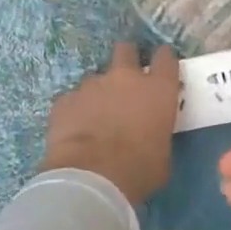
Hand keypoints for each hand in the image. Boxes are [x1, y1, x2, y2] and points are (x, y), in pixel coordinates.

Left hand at [40, 43, 180, 205]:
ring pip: (96, 79)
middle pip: (125, 51)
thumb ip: (157, 133)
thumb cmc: (139, 169)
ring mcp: (91, 85)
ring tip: (96, 118)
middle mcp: (125, 78)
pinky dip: (76, 111)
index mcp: (157, 90)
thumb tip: (150, 135)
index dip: (163, 60)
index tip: (161, 68)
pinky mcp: (64, 100)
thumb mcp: (163, 154)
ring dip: (99, 93)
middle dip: (126, 59)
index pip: (165, 59)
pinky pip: (73, 100)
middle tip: (125, 80)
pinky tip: (75, 130)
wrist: (92, 178)